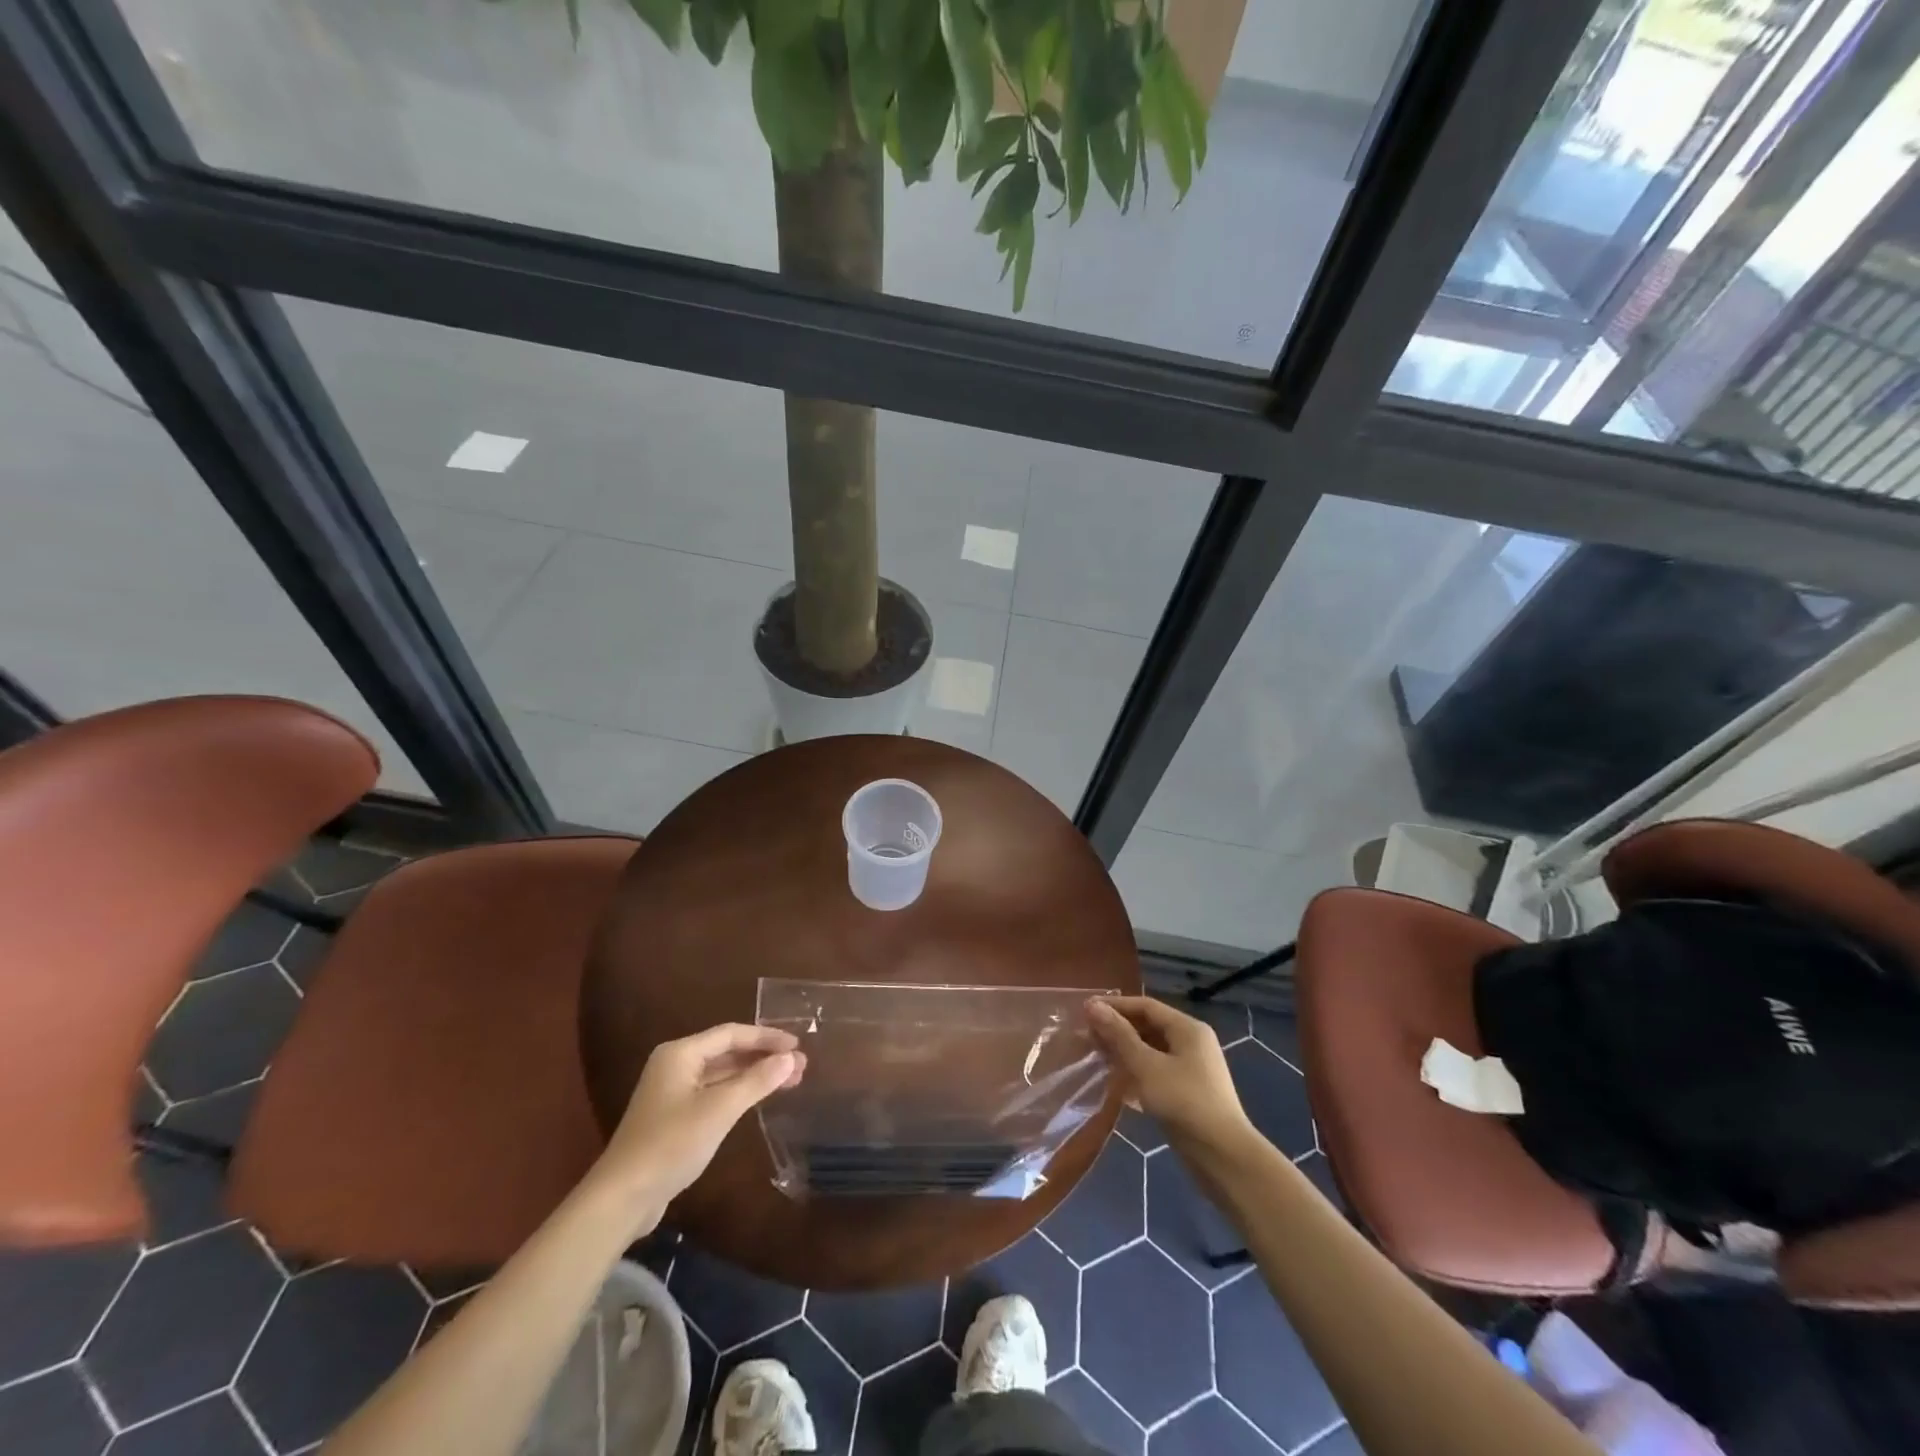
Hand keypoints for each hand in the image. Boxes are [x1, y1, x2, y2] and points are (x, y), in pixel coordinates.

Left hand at [589, 1024, 805, 1222]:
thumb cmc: (672, 1144)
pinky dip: (739, 1093)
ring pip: (722, 1074)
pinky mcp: (674, 1117)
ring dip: (754, 1076)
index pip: (732, 1034)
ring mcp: (672, 1092)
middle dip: (764, 1057)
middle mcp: (675, 1065)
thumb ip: (756, 1081)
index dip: (767, 1037)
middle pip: (727, 1052)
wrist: (622, 1198)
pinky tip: (759, 1100)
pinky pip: (714, 1093)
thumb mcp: (719, 1110)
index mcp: (680, 1054)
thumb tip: (790, 1058)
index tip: (797, 1045)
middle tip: (799, 1066)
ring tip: (789, 1081)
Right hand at [1087, 997, 1254, 1154]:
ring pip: (1151, 1051)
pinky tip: (1116, 1084)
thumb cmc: (1183, 1102)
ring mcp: (1191, 1069)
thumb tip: (1092, 1005)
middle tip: (1086, 1037)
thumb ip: (1119, 1035)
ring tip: (1096, 1058)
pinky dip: (1136, 1073)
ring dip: (1124, 1053)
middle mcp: (1192, 1043)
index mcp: (1187, 1028)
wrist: (1223, 1157)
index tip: (1084, 1012)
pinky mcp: (1188, 1093)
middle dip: (1117, 1030)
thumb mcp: (1146, 1066)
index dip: (1114, 1006)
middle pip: (1148, 1027)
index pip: (1145, 1006)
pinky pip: (1156, 1072)